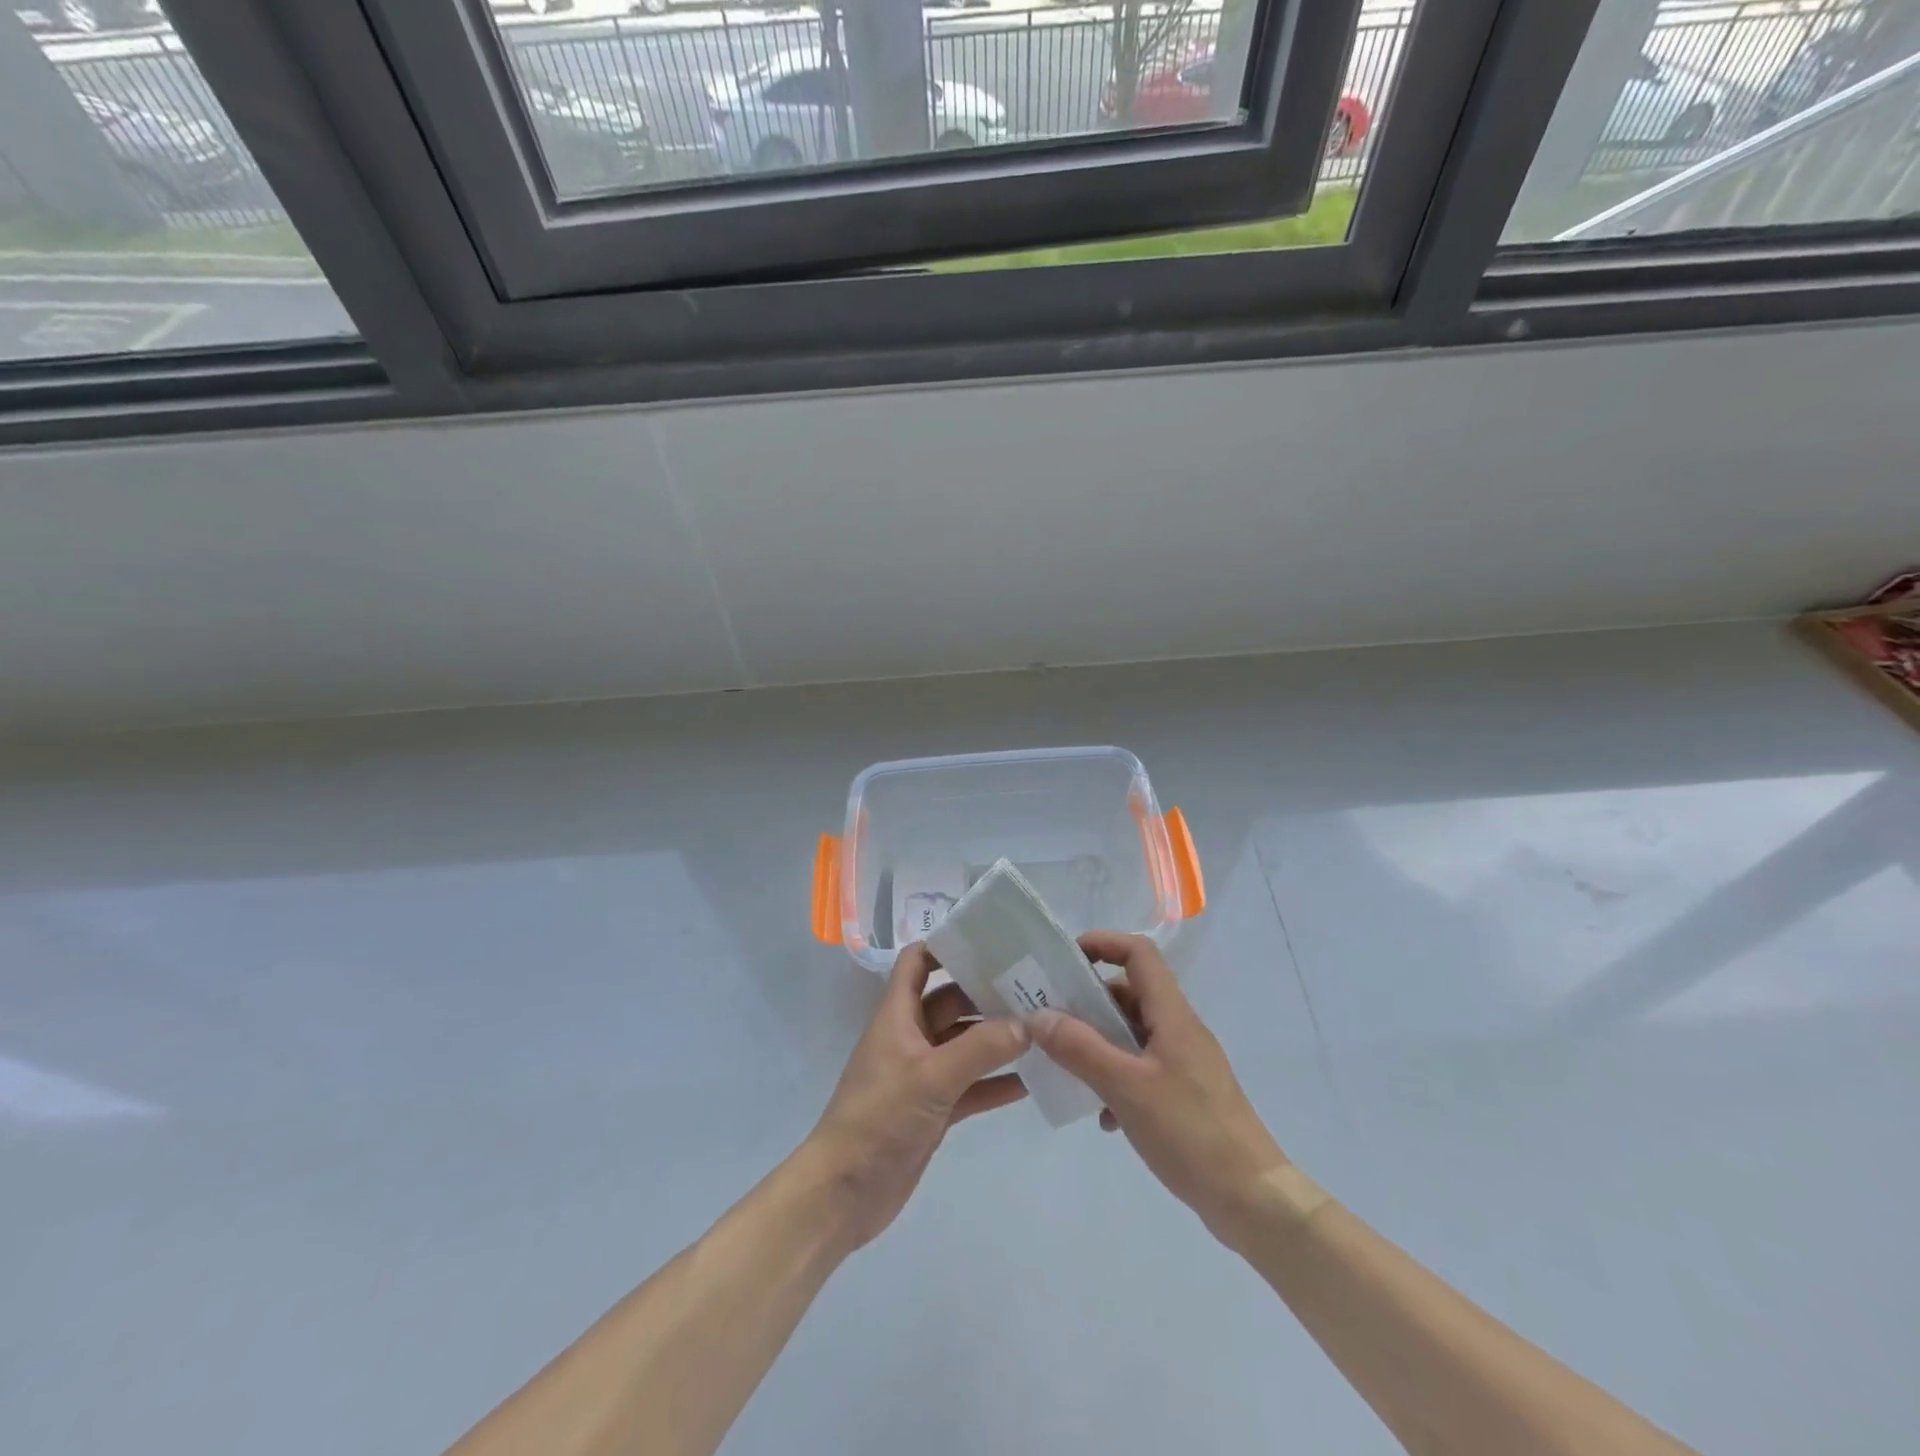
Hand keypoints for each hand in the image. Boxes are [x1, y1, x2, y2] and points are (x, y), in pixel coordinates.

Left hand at [805, 943, 1029, 1248]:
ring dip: (997, 1039)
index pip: (917, 963)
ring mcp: (923, 1074)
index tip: (989, 941)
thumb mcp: (931, 1077)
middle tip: (1035, 986)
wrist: (844, 1193)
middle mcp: (911, 1037)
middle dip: (986, 994)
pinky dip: (996, 1082)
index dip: (946, 946)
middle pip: (951, 1001)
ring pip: (965, 1045)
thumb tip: (1027, 1023)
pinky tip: (1032, 1082)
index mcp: (898, 1015)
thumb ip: (980, 1048)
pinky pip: (970, 1086)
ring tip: (1044, 1030)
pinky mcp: (934, 1109)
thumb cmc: (879, 1118)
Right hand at [1029, 931, 1288, 1246]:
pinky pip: (1141, 1069)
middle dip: (1089, 1002)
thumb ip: (1080, 1049)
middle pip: (1130, 993)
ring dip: (1099, 1044)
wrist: (1252, 1201)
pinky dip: (1116, 1079)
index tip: (1064, 961)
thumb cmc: (1190, 1132)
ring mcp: (1185, 1063)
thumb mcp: (1126, 1087)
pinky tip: (1103, 1116)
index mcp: (1172, 1015)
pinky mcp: (1185, 1095)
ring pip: (1132, 1034)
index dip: (1102, 944)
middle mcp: (1180, 1030)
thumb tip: (1039, 1016)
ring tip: (1068, 1069)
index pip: (1139, 954)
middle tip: (1050, 1021)